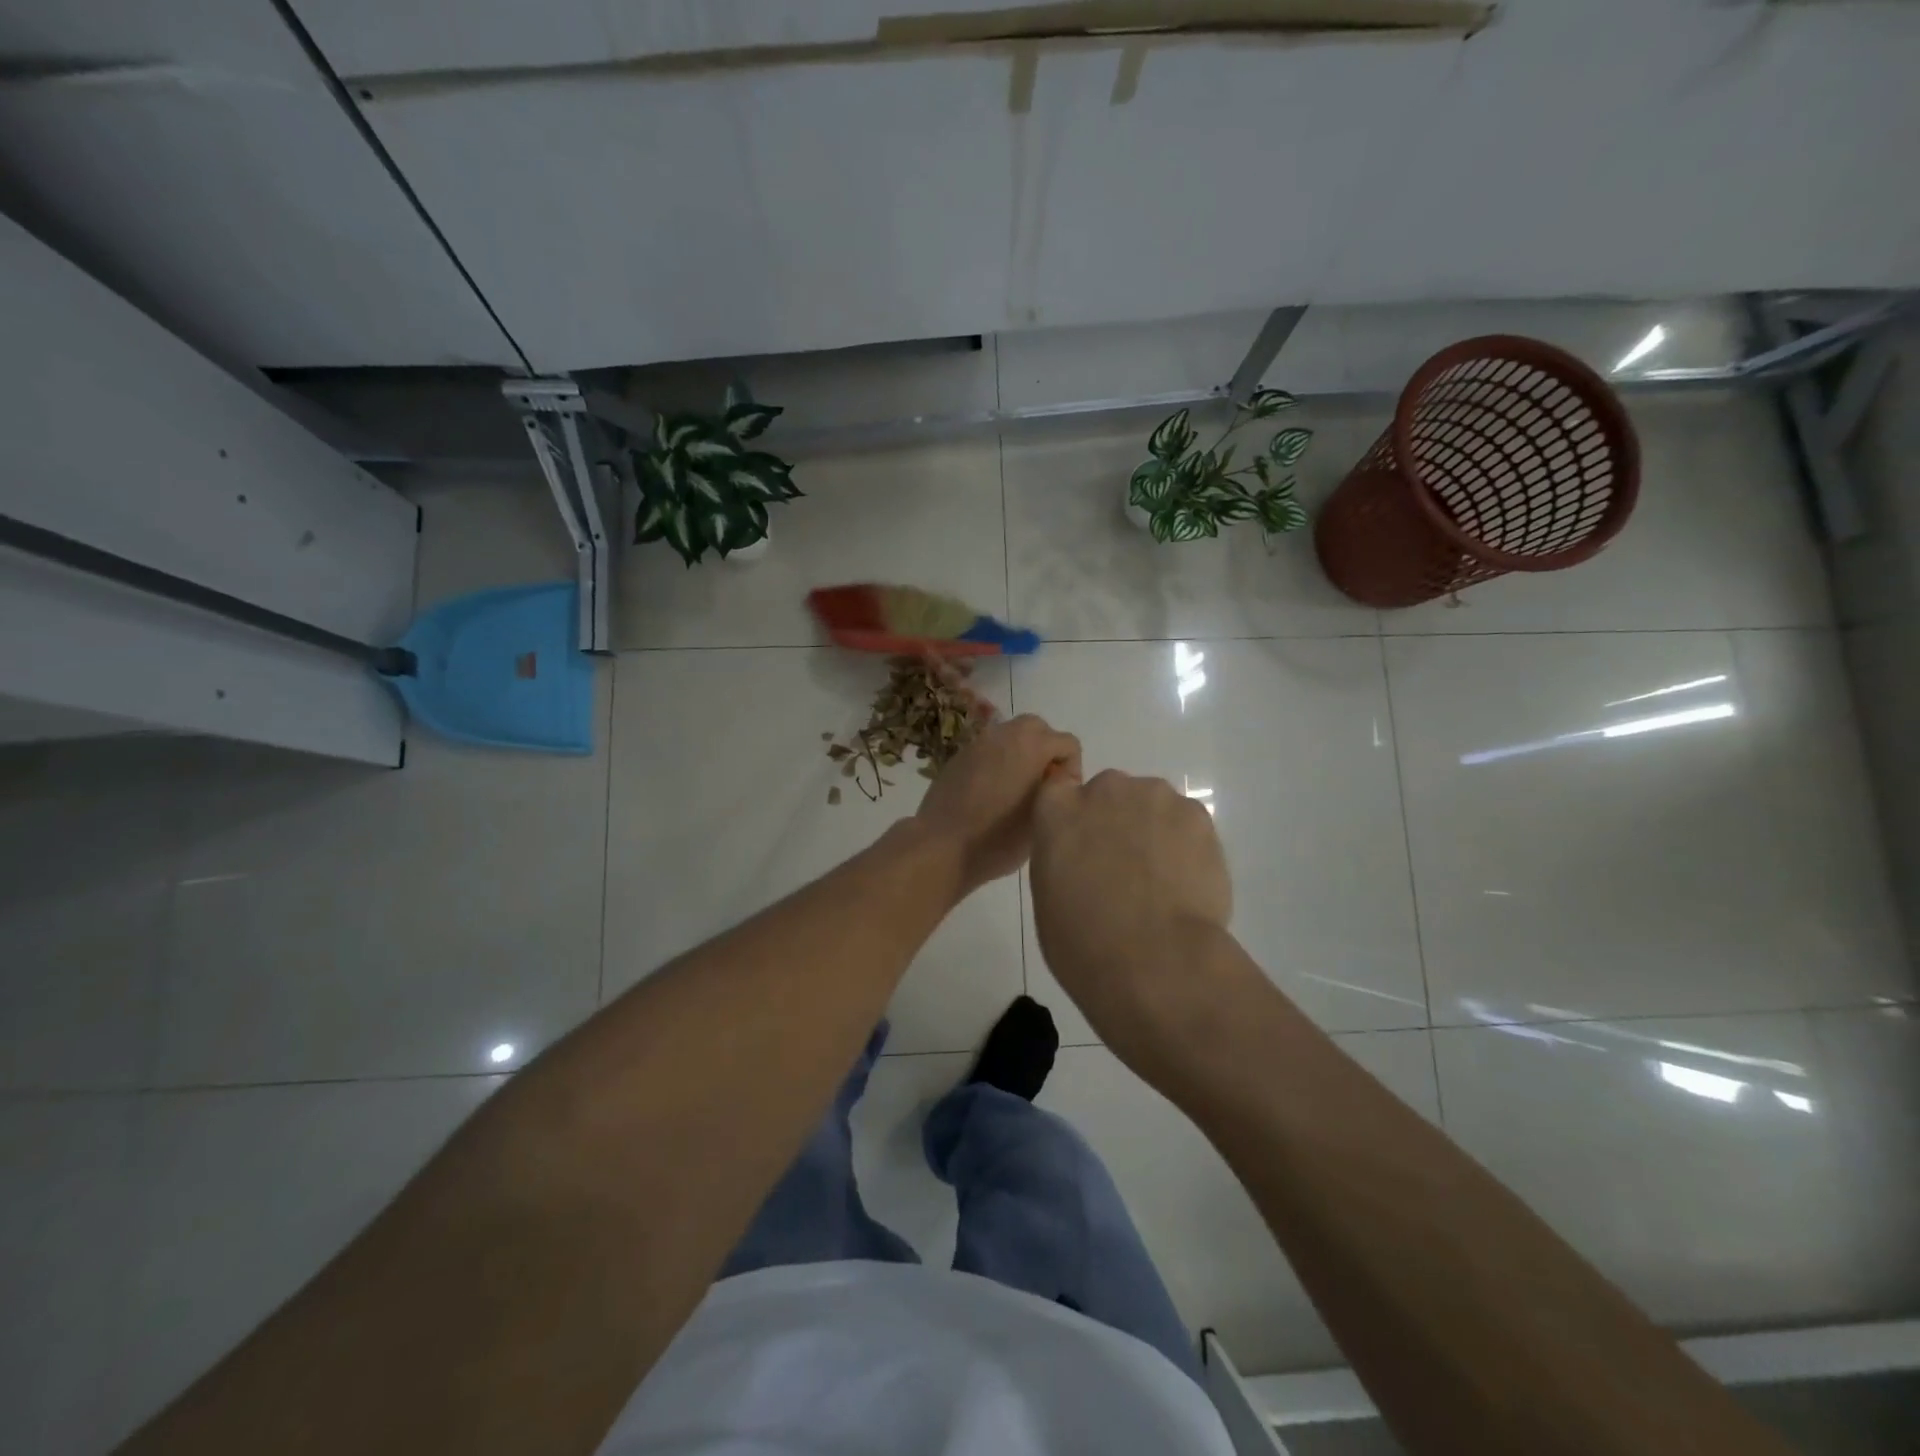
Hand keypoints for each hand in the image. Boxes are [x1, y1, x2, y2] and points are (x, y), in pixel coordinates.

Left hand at [914, 713, 1080, 894]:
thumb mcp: (1043, 817)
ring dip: (1021, 753)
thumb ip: (1056, 789)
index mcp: (1032, 745)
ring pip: (1011, 735)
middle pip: (1038, 728)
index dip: (1072, 770)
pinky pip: (989, 749)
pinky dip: (998, 761)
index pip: (1068, 743)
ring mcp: (979, 743)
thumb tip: (1054, 779)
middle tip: (1042, 784)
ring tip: (1016, 788)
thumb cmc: (1000, 837)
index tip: (1061, 796)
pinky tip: (991, 792)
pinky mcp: (959, 756)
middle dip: (1047, 751)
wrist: (942, 845)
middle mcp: (1005, 734)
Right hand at [1029, 769, 1233, 1051]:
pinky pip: (1187, 824)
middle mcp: (1104, 789)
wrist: (1155, 961)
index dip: (1074, 818)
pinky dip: (1187, 847)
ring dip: (1153, 831)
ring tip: (1162, 883)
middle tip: (1124, 872)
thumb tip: (1084, 860)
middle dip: (1116, 823)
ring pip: (1152, 806)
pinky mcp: (1197, 815)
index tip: (1082, 847)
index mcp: (1056, 810)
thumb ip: (1062, 860)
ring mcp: (1154, 797)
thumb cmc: (1083, 942)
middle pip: (1110, 794)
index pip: (1059, 790)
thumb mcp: (1048, 897)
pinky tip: (1187, 885)